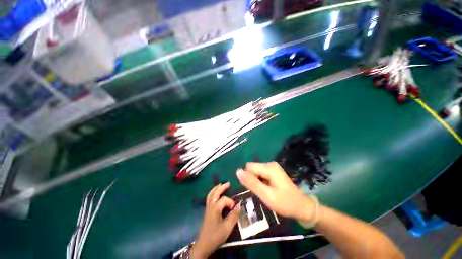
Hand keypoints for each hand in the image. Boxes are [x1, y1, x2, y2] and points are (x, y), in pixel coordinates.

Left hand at [191, 182, 240, 258]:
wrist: (204, 244)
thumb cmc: (216, 235)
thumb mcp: (227, 227)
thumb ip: (234, 215)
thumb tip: (239, 205)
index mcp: (215, 208)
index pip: (224, 199)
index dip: (230, 202)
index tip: (235, 209)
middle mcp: (210, 205)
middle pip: (215, 193)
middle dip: (222, 187)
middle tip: (228, 183)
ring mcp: (207, 207)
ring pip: (211, 194)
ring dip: (216, 188)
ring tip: (221, 184)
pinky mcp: (207, 211)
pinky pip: (209, 198)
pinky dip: (213, 193)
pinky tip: (215, 194)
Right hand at [236, 162, 315, 221]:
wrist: (303, 207)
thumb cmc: (285, 203)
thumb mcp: (266, 195)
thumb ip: (251, 183)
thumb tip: (238, 171)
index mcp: (269, 167)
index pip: (249, 167)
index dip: (249, 179)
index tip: (256, 190)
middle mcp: (270, 164)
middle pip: (252, 169)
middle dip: (253, 180)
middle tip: (261, 192)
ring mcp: (272, 167)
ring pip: (256, 172)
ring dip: (257, 182)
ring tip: (265, 192)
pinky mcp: (273, 171)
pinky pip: (261, 174)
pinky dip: (261, 182)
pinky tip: (268, 190)